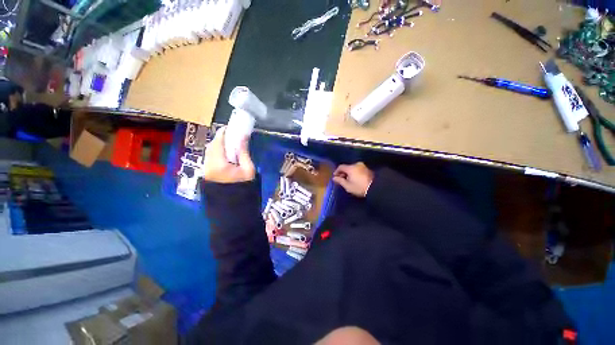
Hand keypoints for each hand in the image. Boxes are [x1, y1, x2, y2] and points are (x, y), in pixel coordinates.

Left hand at [203, 127, 254, 182]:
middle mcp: (208, 165)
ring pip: (209, 151)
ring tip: (230, 144)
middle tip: (232, 136)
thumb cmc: (244, 187)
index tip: (231, 128)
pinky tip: (226, 154)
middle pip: (212, 146)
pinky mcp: (207, 172)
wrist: (235, 205)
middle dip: (221, 138)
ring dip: (218, 145)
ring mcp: (206, 169)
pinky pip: (210, 157)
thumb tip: (242, 137)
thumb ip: (244, 152)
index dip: (223, 133)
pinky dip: (217, 152)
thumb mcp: (248, 169)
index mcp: (219, 164)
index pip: (218, 143)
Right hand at [333, 162, 373, 197]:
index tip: (335, 177)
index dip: (336, 171)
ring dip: (349, 173)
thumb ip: (340, 181)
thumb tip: (334, 178)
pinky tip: (354, 179)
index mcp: (350, 168)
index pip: (341, 167)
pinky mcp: (367, 169)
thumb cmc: (359, 187)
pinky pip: (357, 169)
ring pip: (352, 168)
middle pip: (347, 167)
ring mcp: (363, 166)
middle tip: (341, 179)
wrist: (375, 188)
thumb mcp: (348, 186)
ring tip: (348, 180)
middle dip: (343, 173)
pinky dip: (354, 173)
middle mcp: (356, 164)